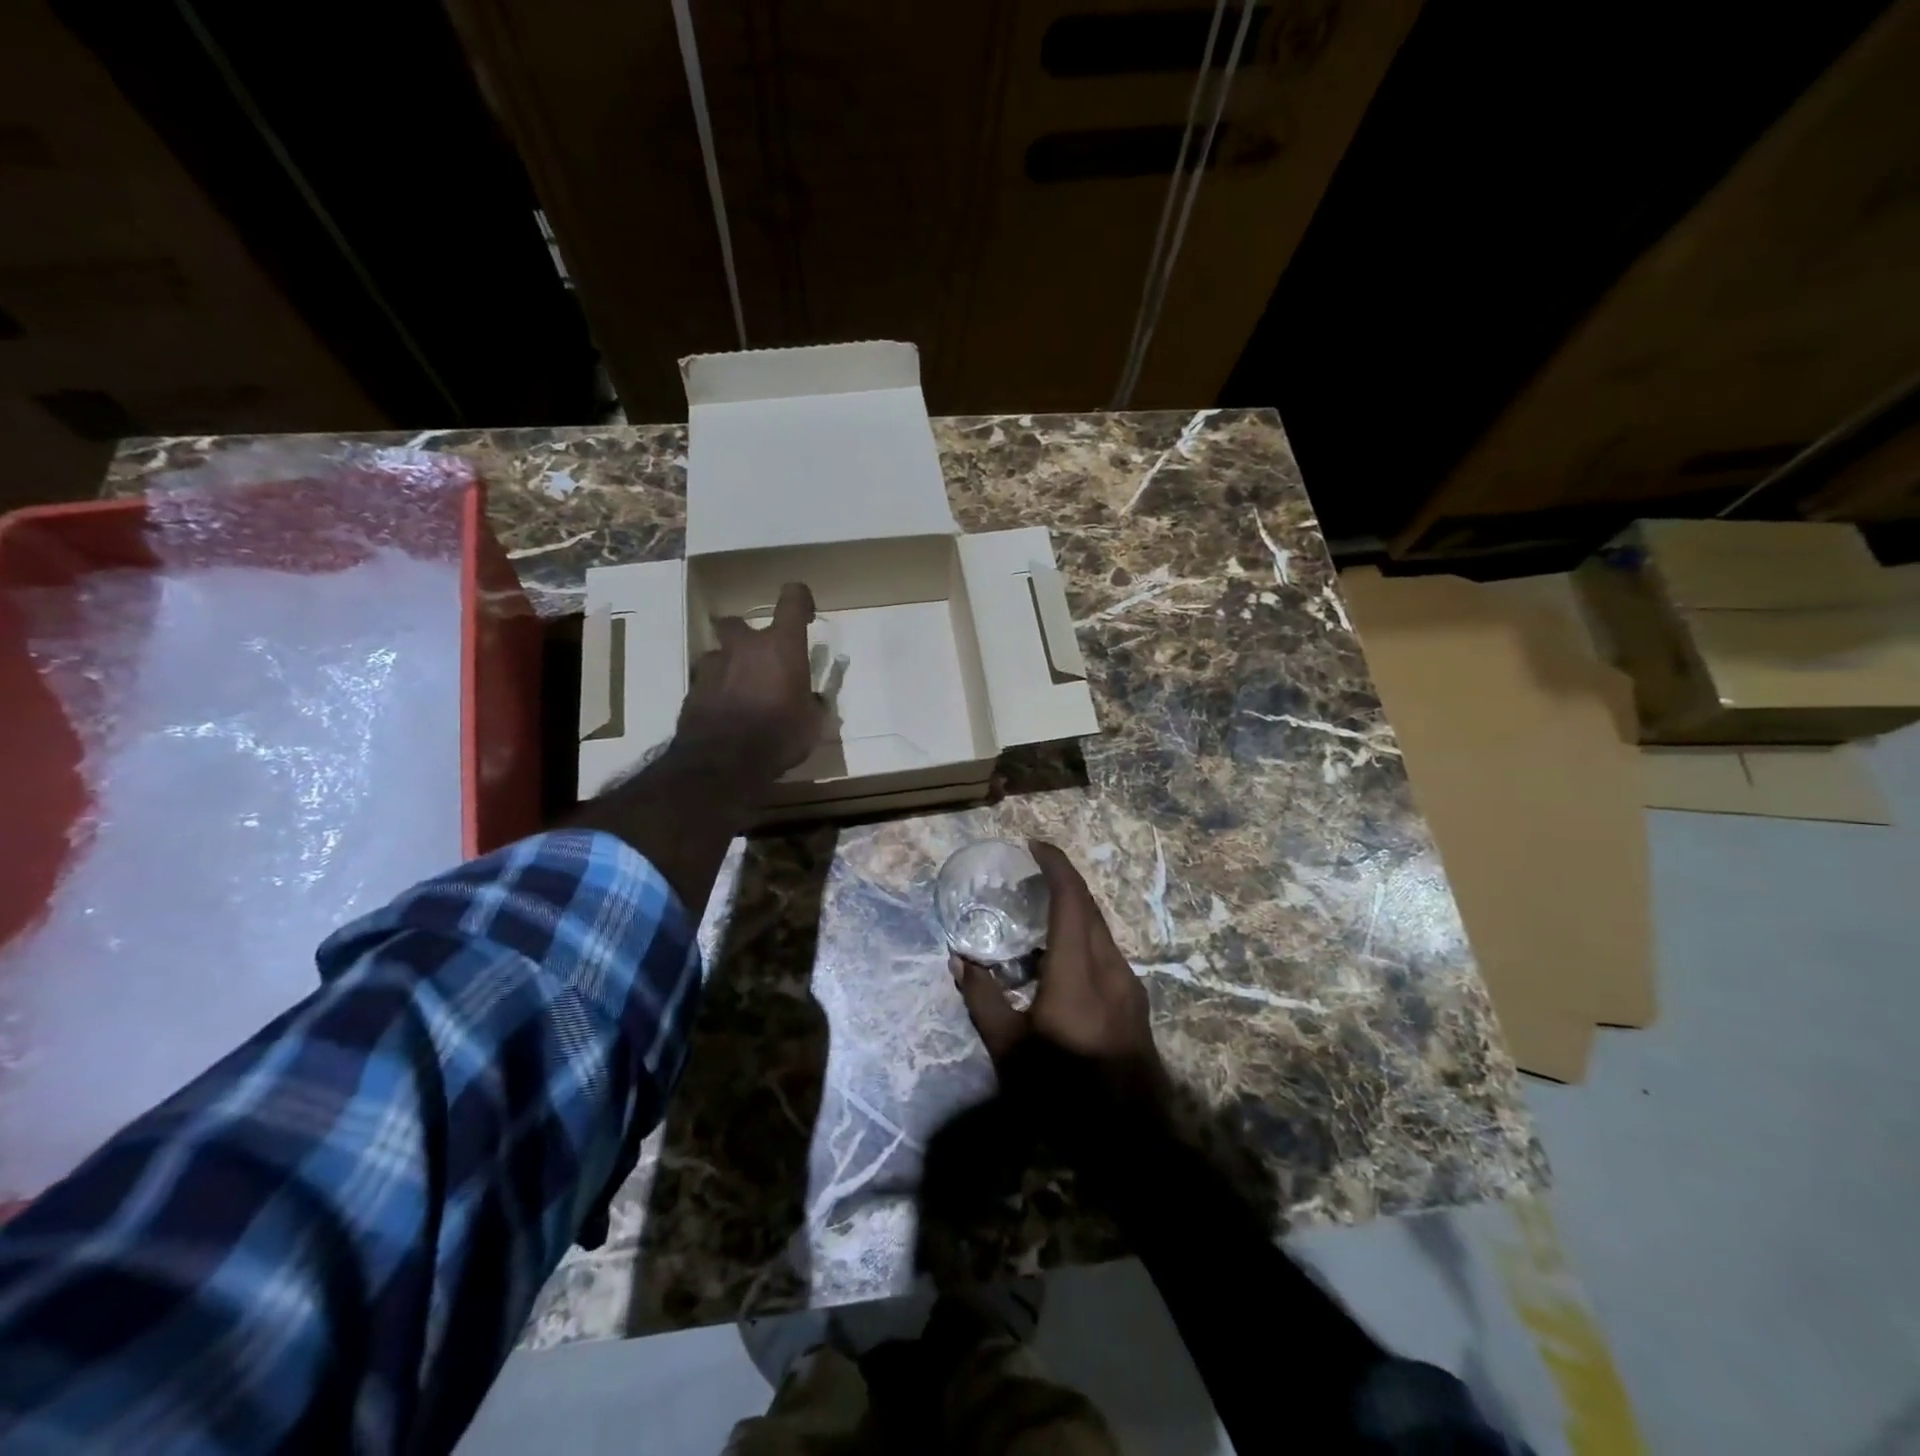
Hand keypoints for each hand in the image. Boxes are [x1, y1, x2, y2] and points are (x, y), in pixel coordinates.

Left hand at [674, 581, 824, 778]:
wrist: (723, 762)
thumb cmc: (779, 736)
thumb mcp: (811, 723)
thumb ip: (812, 703)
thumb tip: (813, 698)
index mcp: (781, 646)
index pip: (792, 600)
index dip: (800, 599)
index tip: (805, 612)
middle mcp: (744, 646)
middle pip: (738, 622)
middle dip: (747, 636)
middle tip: (760, 660)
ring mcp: (712, 665)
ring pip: (719, 654)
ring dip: (729, 666)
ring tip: (740, 693)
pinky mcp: (692, 689)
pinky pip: (706, 681)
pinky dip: (716, 691)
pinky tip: (725, 714)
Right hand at [952, 840, 1167, 1108]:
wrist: (1131, 1139)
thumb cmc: (1062, 1093)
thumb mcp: (1009, 1051)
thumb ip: (982, 999)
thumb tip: (960, 962)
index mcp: (1078, 970)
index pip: (1070, 899)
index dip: (1055, 865)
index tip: (1033, 845)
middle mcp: (1110, 966)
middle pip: (1089, 907)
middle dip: (1062, 881)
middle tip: (1030, 873)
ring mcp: (1129, 985)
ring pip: (1100, 929)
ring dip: (1073, 910)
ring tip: (1039, 912)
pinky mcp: (1134, 1002)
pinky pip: (1106, 951)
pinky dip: (1082, 937)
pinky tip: (1059, 959)